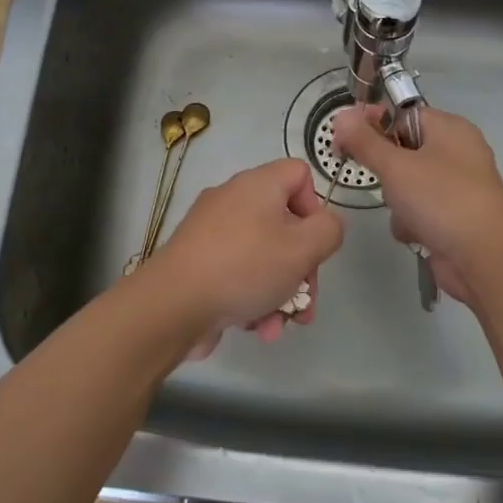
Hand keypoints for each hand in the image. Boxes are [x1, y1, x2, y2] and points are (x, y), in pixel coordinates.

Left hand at [148, 158, 344, 357]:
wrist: (173, 305)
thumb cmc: (244, 267)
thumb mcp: (302, 248)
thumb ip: (329, 231)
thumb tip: (326, 225)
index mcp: (257, 185)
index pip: (299, 174)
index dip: (315, 206)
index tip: (315, 242)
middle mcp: (233, 200)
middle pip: (285, 224)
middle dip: (302, 268)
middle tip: (306, 301)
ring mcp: (212, 233)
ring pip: (263, 257)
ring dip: (280, 293)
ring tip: (280, 324)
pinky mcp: (199, 263)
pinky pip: (238, 274)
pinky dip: (252, 299)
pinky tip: (257, 328)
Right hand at [332, 105, 502, 305]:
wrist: (484, 258)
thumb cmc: (441, 200)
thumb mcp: (396, 166)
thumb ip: (365, 141)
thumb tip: (341, 115)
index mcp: (449, 129)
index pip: (402, 114)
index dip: (372, 123)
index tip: (344, 139)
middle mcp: (456, 153)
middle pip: (402, 150)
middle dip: (386, 170)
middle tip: (379, 179)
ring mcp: (456, 187)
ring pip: (406, 184)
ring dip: (396, 202)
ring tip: (404, 212)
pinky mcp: (452, 218)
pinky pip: (418, 211)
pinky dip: (411, 223)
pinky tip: (416, 234)